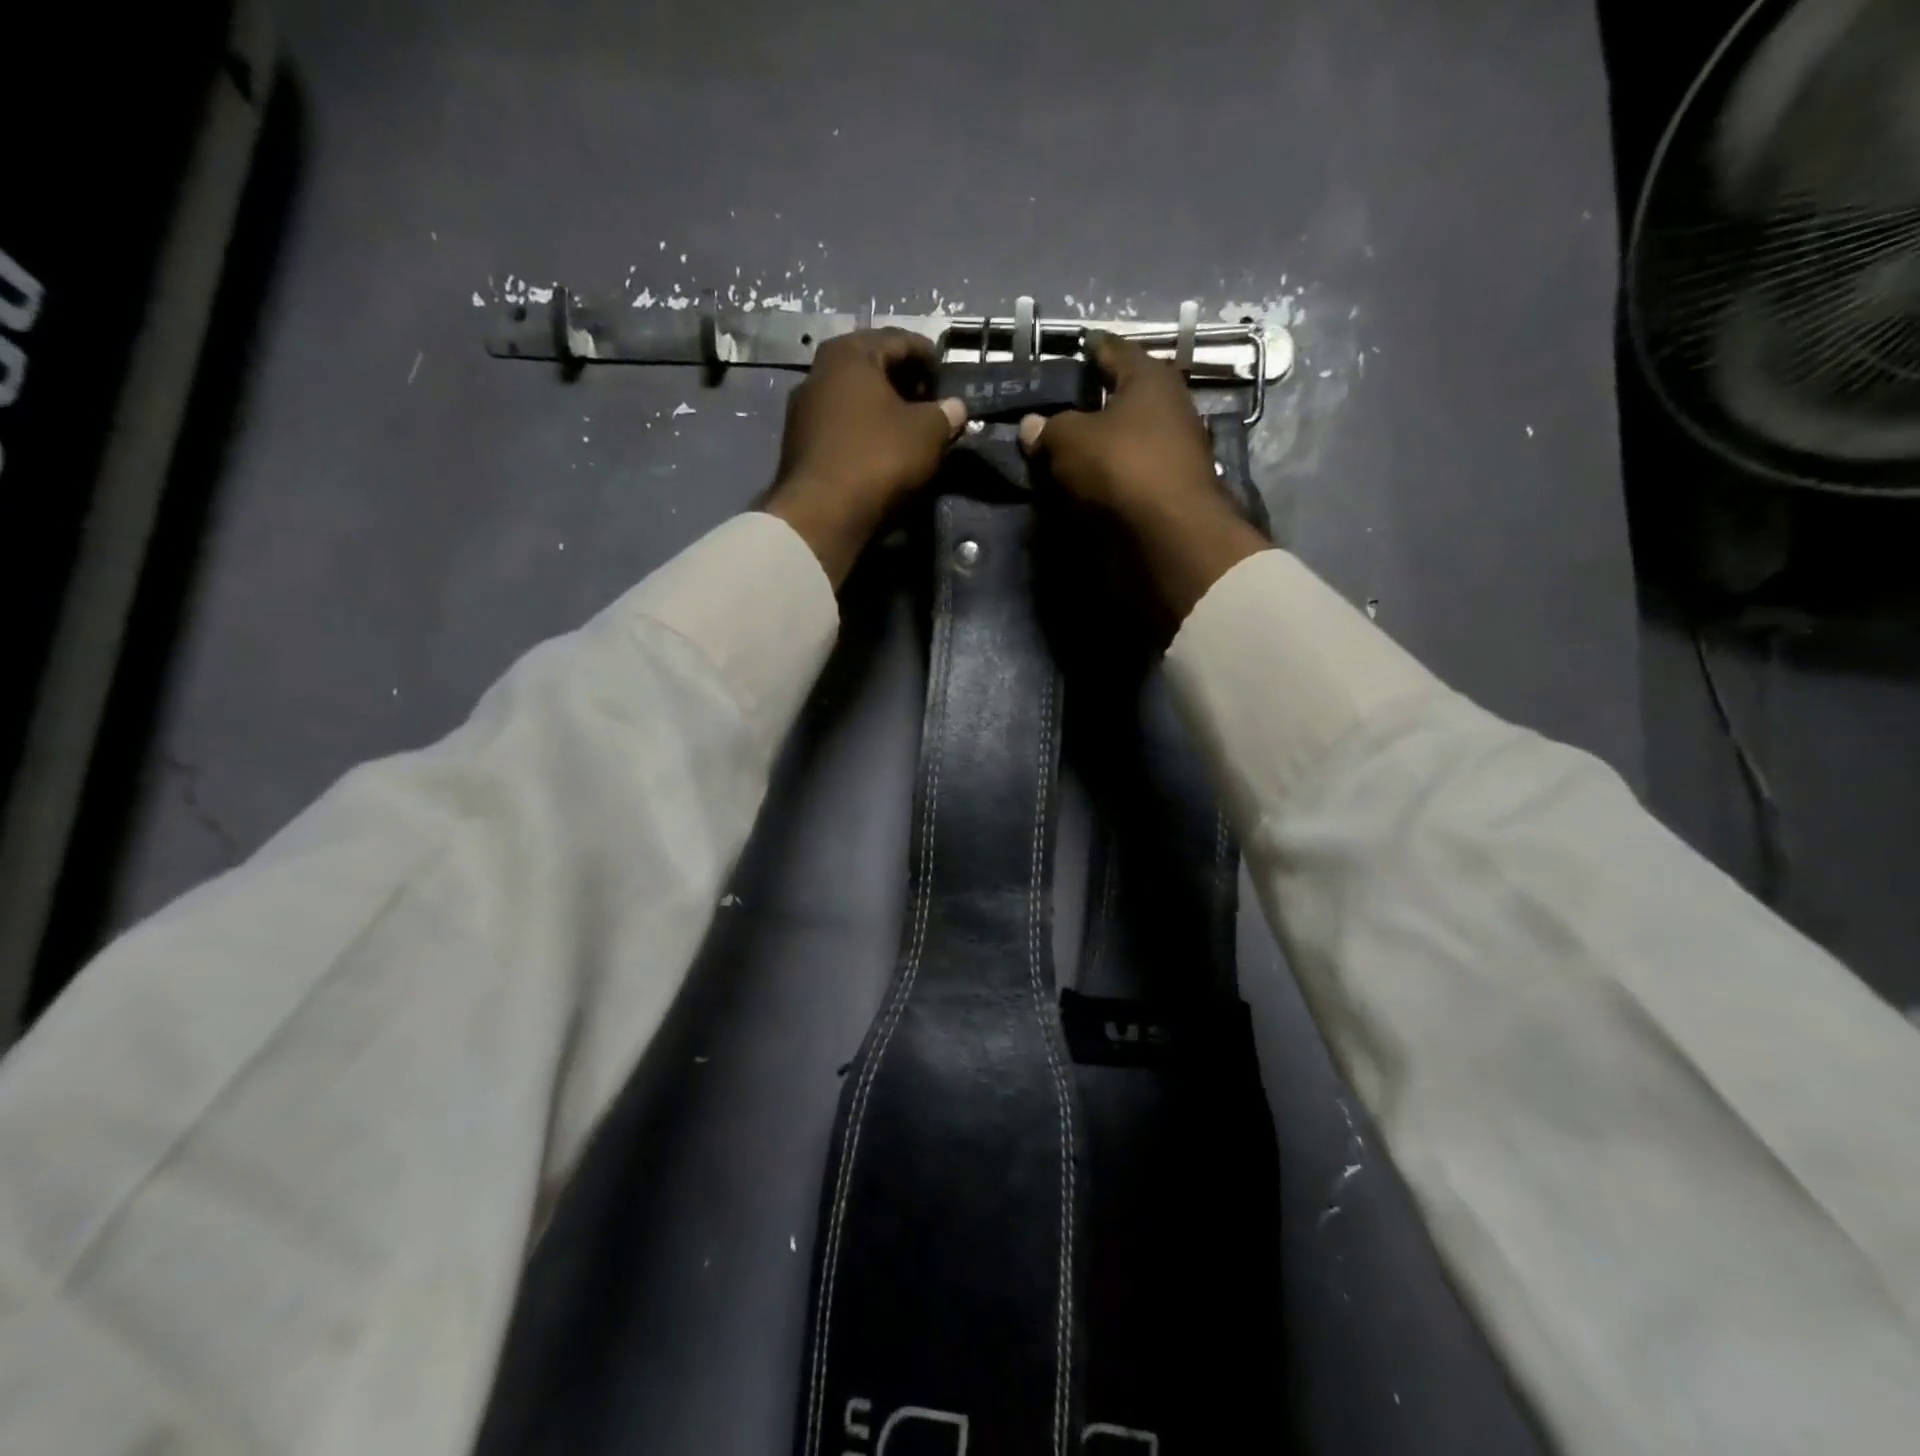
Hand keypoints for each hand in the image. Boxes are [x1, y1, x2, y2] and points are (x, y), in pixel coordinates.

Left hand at [764, 329, 966, 586]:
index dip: (929, 358)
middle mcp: (819, 371)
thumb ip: (945, 414)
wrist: (822, 513)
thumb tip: (956, 408)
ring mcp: (804, 409)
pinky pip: (841, 427)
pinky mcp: (799, 444)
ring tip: (910, 431)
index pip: (899, 340)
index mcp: (850, 353)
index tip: (947, 378)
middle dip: (904, 383)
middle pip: (872, 368)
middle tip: (931, 404)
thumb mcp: (927, 433)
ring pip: (854, 399)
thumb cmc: (878, 458)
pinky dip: (864, 431)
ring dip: (883, 410)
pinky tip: (882, 452)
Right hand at [1019, 331, 1267, 621]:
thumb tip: (1030, 426)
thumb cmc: (1121, 466)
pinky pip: (1130, 474)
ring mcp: (1174, 452)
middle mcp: (1169, 407)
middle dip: (1093, 403)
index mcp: (1149, 378)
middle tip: (1057, 409)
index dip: (1091, 349)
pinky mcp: (1170, 491)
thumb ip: (1048, 429)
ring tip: (1065, 452)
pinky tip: (1085, 485)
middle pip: (1123, 398)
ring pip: (1127, 439)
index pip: (1113, 351)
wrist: (1169, 534)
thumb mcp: (1070, 440)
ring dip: (1101, 445)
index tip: (1075, 349)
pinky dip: (1110, 477)